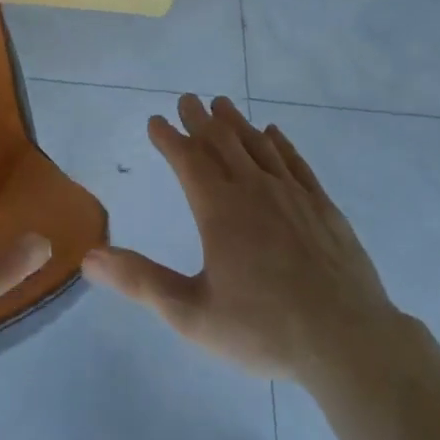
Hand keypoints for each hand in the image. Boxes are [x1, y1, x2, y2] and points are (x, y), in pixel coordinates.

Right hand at [82, 95, 397, 384]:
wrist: (349, 341)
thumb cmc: (264, 329)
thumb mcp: (192, 314)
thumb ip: (141, 282)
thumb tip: (90, 256)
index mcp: (220, 210)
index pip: (187, 160)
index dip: (169, 138)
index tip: (155, 120)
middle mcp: (254, 190)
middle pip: (222, 142)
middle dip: (200, 119)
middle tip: (188, 98)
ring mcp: (292, 194)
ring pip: (258, 145)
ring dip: (236, 122)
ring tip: (222, 104)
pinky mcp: (323, 206)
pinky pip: (296, 162)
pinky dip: (280, 143)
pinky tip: (274, 133)